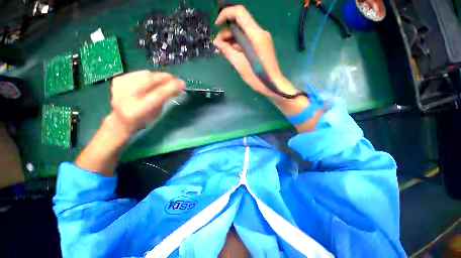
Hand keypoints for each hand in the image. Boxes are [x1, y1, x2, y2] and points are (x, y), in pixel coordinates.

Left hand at [109, 71, 184, 138]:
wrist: (122, 121)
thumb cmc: (144, 120)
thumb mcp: (157, 113)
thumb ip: (165, 99)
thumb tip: (177, 87)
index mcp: (138, 110)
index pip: (158, 94)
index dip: (172, 87)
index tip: (182, 83)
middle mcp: (126, 97)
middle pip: (150, 81)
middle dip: (166, 78)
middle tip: (175, 79)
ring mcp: (119, 87)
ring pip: (145, 74)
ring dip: (158, 76)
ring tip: (164, 81)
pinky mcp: (117, 81)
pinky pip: (138, 73)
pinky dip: (148, 75)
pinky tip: (151, 81)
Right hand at [213, 5, 297, 99]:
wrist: (273, 84)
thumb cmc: (257, 77)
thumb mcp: (240, 64)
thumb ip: (227, 51)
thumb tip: (217, 42)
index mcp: (255, 35)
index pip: (239, 13)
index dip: (225, 15)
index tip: (217, 26)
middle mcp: (260, 33)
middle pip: (240, 23)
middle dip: (226, 32)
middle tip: (218, 45)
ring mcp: (262, 39)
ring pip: (243, 32)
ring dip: (231, 39)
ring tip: (222, 50)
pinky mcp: (262, 45)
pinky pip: (247, 40)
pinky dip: (238, 44)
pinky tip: (231, 52)